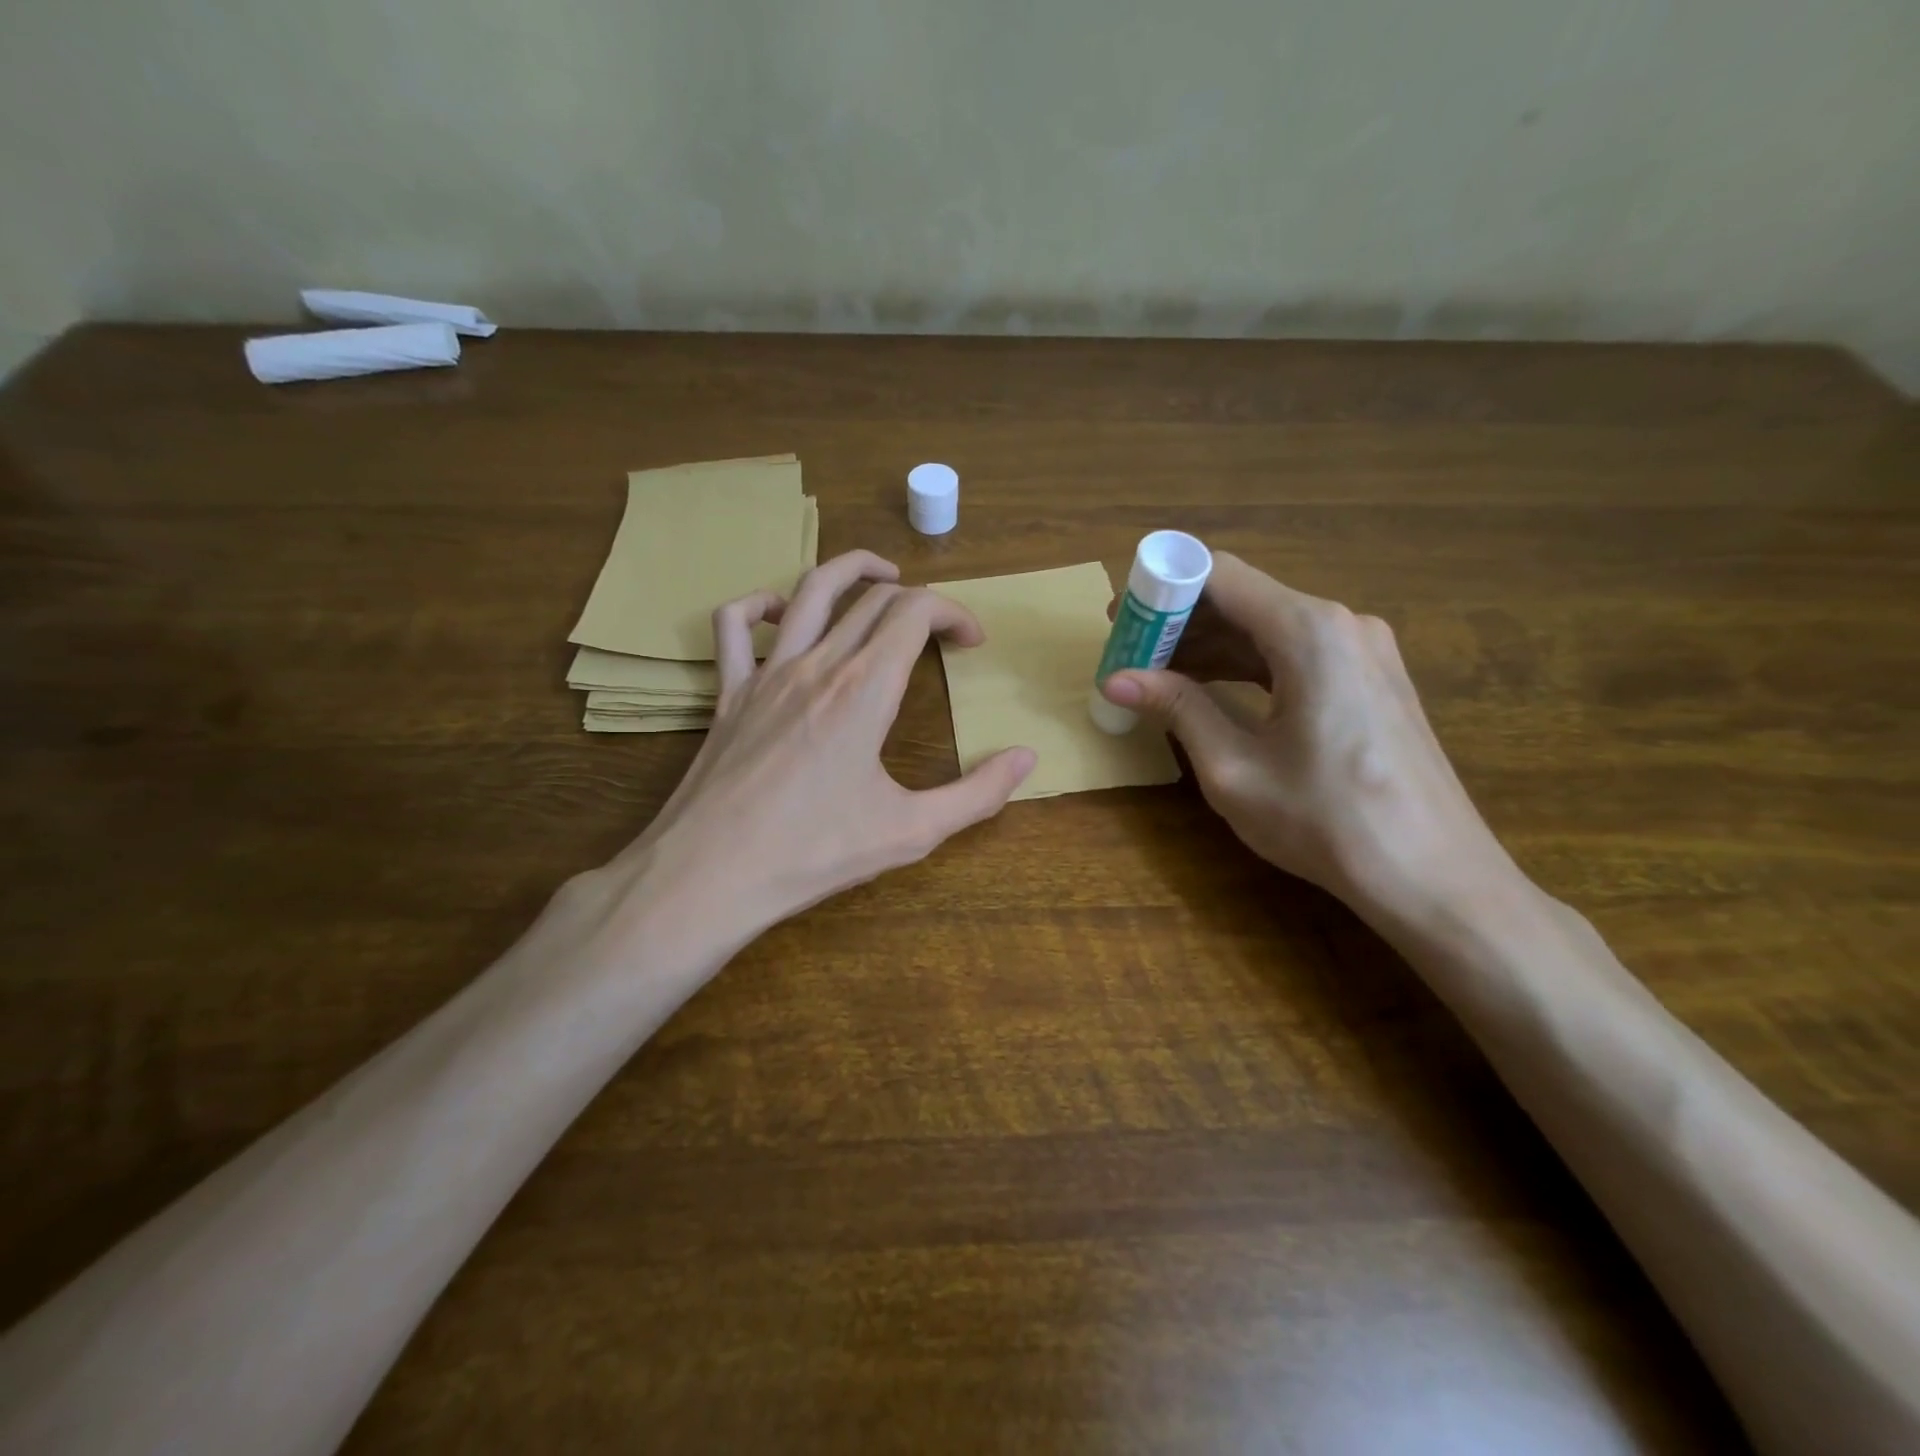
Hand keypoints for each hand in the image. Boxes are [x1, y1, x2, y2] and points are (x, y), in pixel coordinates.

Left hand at [602, 551, 1035, 945]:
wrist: (709, 876)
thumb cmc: (813, 854)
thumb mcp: (911, 832)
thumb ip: (978, 794)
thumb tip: (1028, 758)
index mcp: (864, 690)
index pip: (916, 613)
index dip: (954, 614)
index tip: (972, 643)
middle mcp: (817, 665)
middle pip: (872, 599)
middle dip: (918, 601)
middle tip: (941, 631)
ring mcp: (766, 674)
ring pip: (808, 591)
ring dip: (850, 570)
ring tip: (880, 575)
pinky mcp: (728, 694)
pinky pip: (733, 627)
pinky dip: (759, 606)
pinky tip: (780, 614)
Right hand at [1100, 553, 1518, 921]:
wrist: (1433, 876)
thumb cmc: (1326, 822)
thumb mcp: (1234, 768)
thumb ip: (1177, 709)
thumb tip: (1115, 680)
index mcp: (1309, 632)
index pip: (1219, 575)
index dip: (1162, 590)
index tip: (1121, 620)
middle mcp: (1341, 623)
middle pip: (1244, 598)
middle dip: (1180, 621)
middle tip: (1128, 654)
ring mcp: (1363, 649)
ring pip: (1268, 626)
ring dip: (1210, 645)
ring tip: (1156, 675)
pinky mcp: (1371, 678)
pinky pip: (1295, 652)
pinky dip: (1247, 664)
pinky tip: (1210, 689)